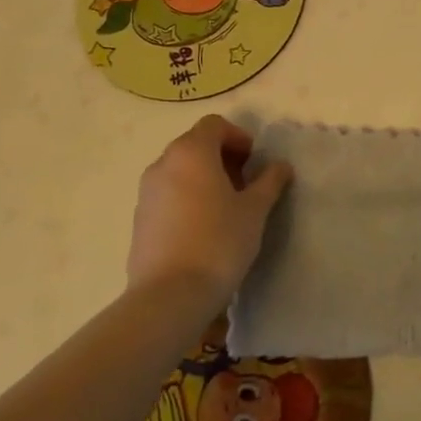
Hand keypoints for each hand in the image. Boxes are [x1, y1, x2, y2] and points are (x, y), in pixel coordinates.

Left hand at [127, 116, 292, 303]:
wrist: (170, 295)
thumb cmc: (219, 241)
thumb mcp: (255, 210)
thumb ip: (269, 181)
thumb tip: (280, 166)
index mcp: (191, 152)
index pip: (214, 125)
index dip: (238, 137)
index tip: (254, 163)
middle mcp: (163, 164)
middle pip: (195, 145)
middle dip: (222, 158)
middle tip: (245, 185)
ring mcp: (146, 192)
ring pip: (179, 171)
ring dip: (203, 178)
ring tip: (225, 208)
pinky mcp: (139, 219)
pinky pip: (167, 195)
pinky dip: (187, 198)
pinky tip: (203, 228)